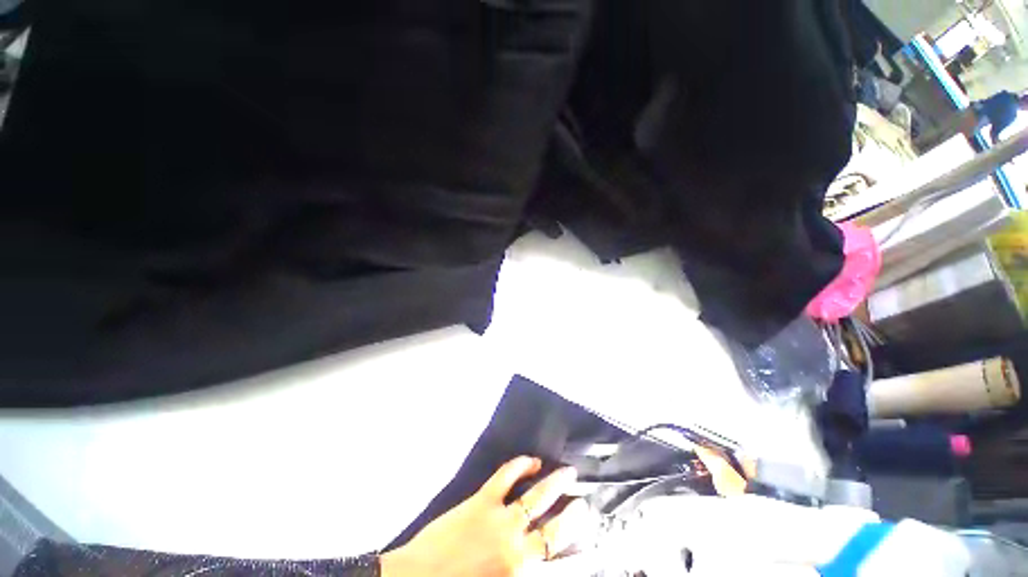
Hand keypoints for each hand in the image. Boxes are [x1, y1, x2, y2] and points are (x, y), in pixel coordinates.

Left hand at [381, 457, 590, 576]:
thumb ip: (519, 572)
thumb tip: (539, 561)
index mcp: (521, 574)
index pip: (561, 562)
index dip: (580, 551)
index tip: (592, 540)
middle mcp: (517, 548)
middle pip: (556, 527)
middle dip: (574, 513)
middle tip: (584, 500)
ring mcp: (501, 520)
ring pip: (538, 496)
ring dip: (556, 482)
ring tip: (568, 471)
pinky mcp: (483, 500)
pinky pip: (507, 475)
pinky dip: (522, 464)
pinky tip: (532, 460)